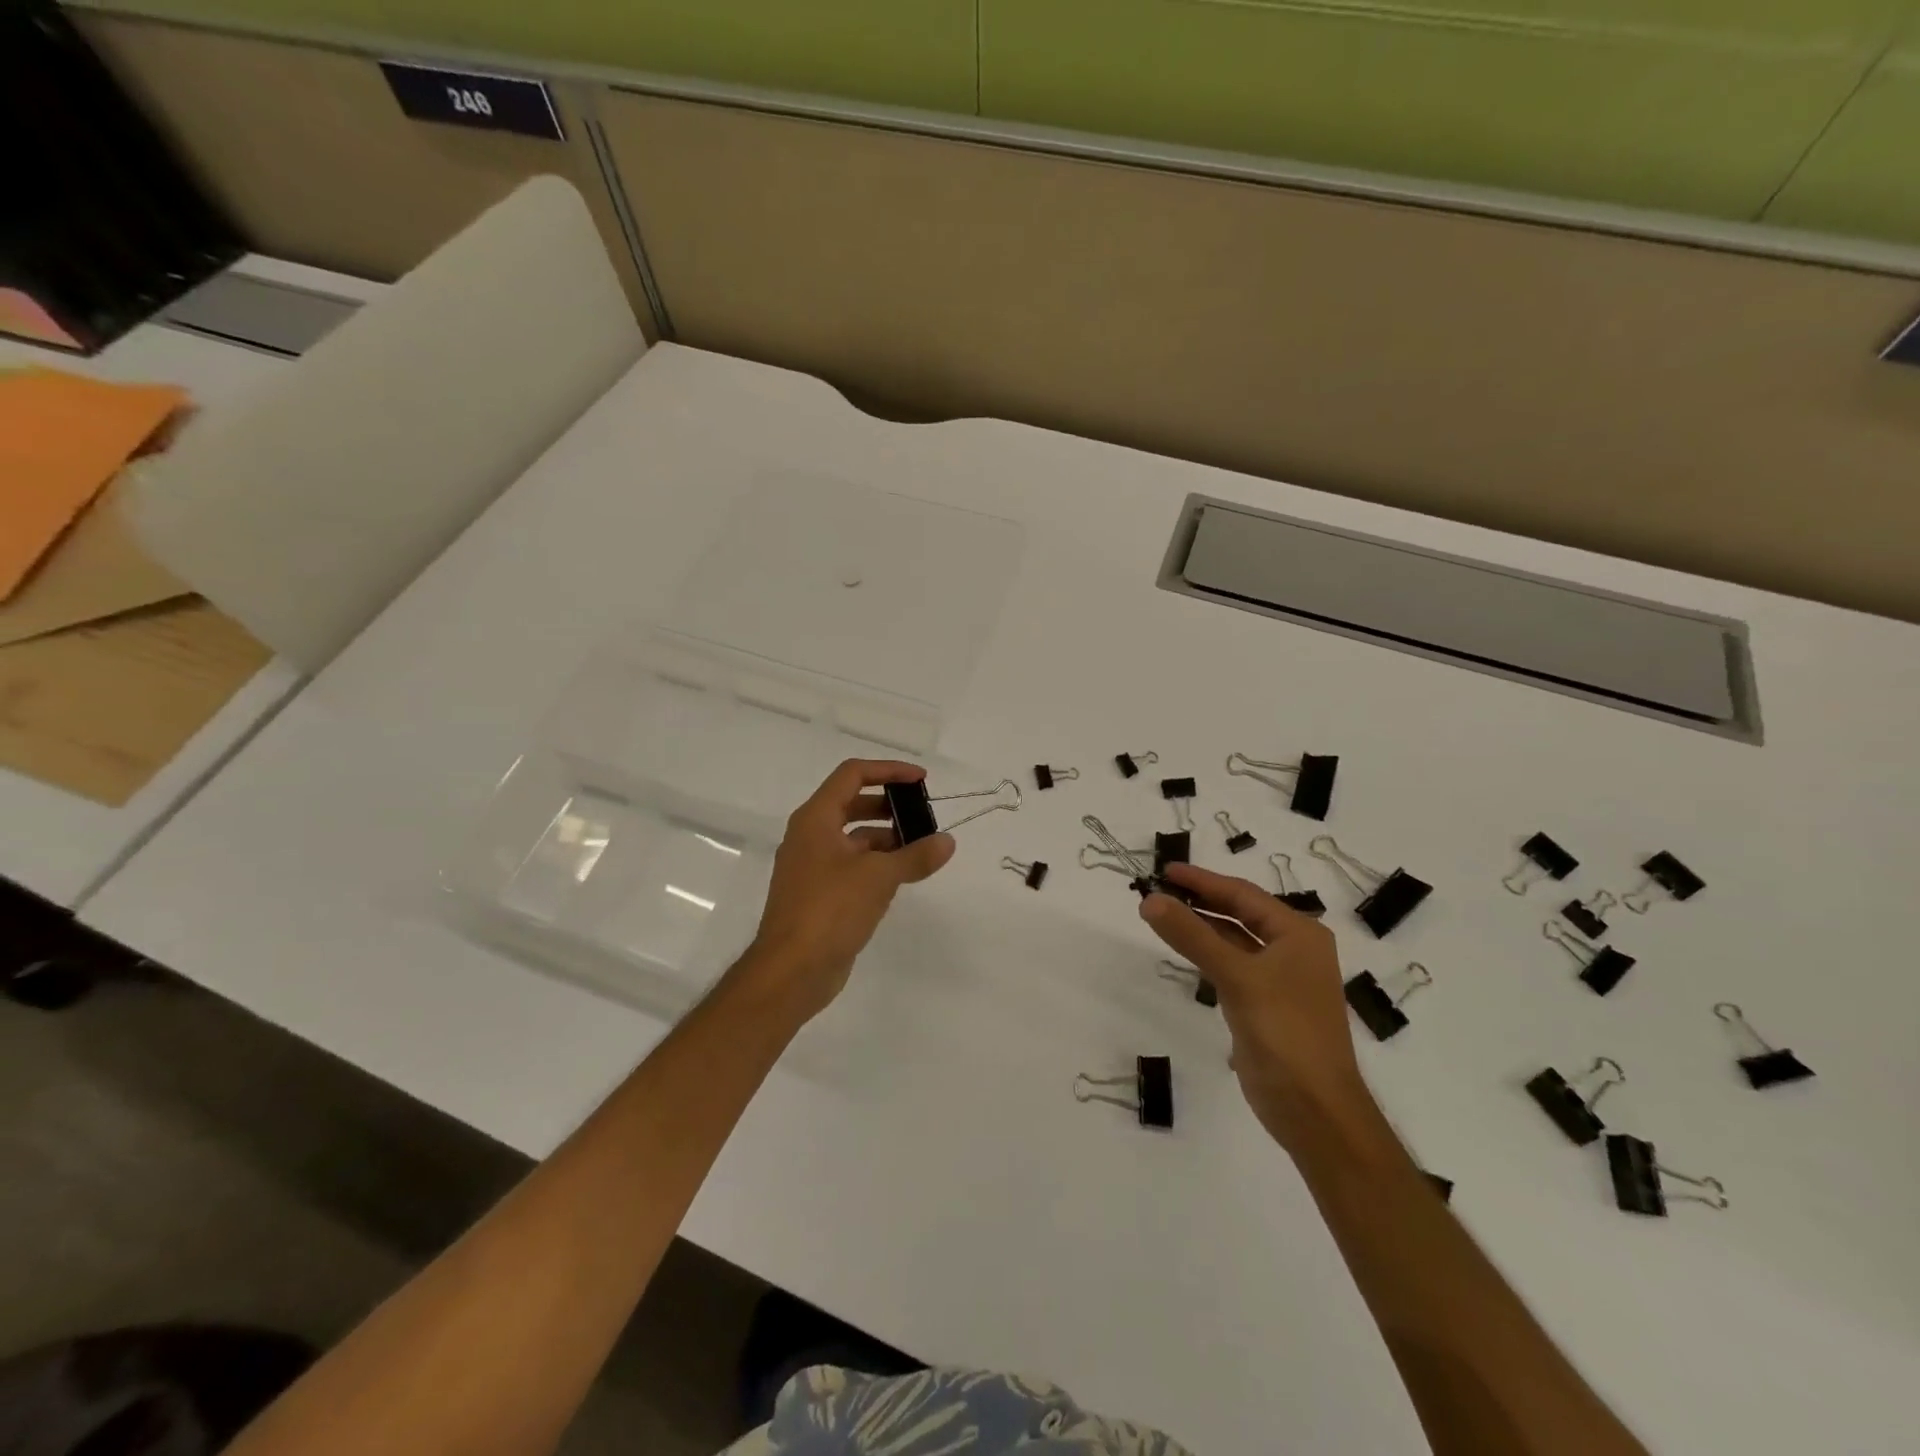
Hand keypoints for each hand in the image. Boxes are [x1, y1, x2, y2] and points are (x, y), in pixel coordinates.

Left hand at [743, 760, 954, 1020]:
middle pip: (853, 804)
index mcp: (815, 819)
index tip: (921, 781)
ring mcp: (812, 867)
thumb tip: (947, 842)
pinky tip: (903, 877)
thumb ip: (916, 855)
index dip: (889, 771)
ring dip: (887, 838)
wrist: (791, 971)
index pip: (853, 774)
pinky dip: (877, 864)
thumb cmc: (830, 909)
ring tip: (922, 849)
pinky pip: (852, 866)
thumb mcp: (879, 877)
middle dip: (890, 806)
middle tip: (923, 817)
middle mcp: (810, 836)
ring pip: (854, 838)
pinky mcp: (819, 895)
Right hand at [1139, 862, 1373, 1153]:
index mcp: (1299, 934)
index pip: (1243, 894)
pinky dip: (1206, 954)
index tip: (1165, 870)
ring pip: (1232, 940)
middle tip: (1156, 890)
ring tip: (1160, 914)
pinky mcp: (1263, 1005)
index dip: (1202, 880)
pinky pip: (1230, 966)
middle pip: (1239, 913)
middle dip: (1199, 901)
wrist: (1314, 1110)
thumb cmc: (1285, 1032)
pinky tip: (1182, 950)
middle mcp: (1293, 949)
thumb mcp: (1237, 977)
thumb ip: (1192, 936)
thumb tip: (1151, 899)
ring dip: (1200, 927)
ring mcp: (1279, 979)